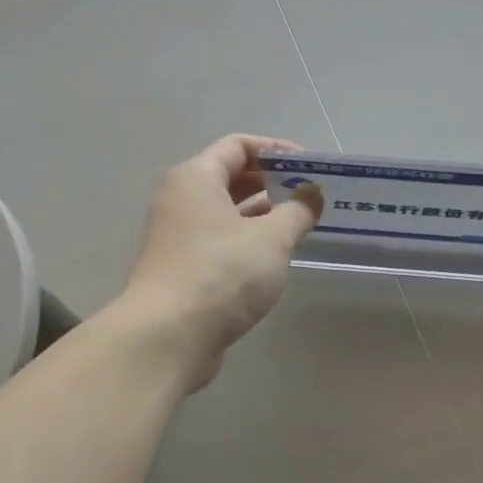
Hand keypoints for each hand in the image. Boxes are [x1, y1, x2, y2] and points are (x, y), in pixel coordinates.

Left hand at [120, 135, 323, 389]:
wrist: (168, 337)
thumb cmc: (221, 273)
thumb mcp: (271, 238)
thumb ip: (298, 210)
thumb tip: (314, 192)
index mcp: (195, 178)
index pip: (238, 146)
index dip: (276, 150)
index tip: (310, 167)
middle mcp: (181, 200)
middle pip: (231, 177)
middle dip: (272, 183)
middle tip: (310, 196)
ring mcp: (179, 237)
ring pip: (227, 213)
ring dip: (263, 215)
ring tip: (301, 225)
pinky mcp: (183, 270)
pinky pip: (221, 242)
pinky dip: (248, 242)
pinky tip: (275, 257)